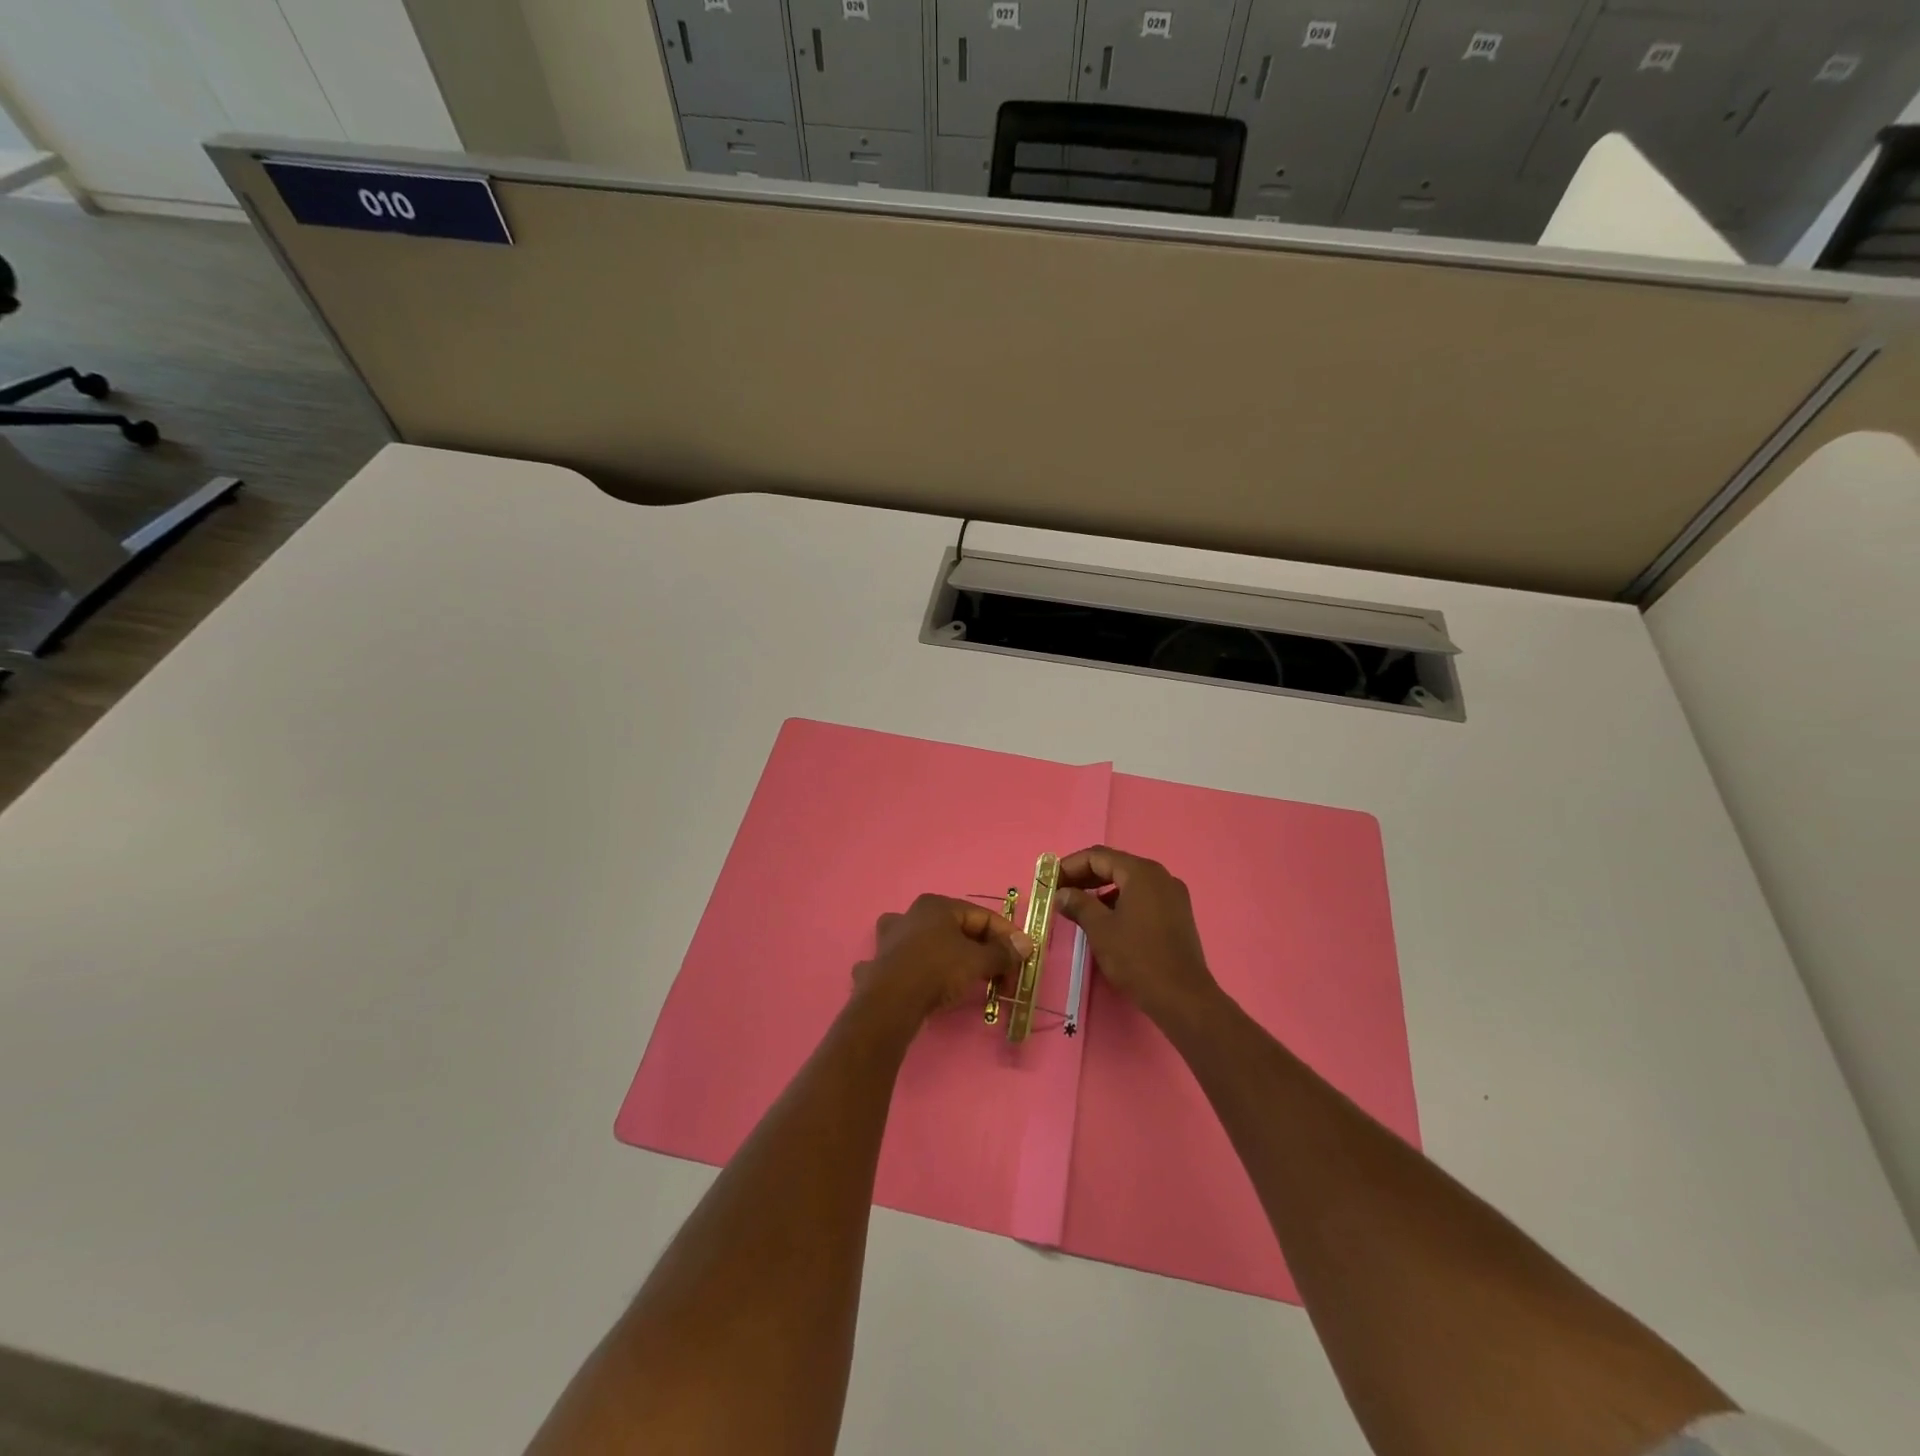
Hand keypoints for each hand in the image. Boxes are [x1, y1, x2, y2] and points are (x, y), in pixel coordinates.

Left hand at [853, 894, 1032, 1022]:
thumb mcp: (977, 961)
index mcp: (936, 905)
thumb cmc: (937, 970)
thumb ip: (1002, 952)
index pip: (982, 916)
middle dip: (983, 952)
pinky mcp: (879, 963)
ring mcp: (890, 938)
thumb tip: (1025, 944)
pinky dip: (919, 970)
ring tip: (964, 977)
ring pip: (929, 942)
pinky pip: (906, 962)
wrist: (891, 1002)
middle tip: (1001, 976)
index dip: (1006, 936)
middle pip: (958, 929)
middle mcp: (911, 914)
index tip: (1022, 957)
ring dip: (949, 956)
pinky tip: (922, 983)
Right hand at [1056, 847, 1220, 1025]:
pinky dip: (1120, 900)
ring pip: (1129, 881)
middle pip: (1114, 865)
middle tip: (1059, 892)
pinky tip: (1106, 918)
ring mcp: (1172, 894)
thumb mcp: (1101, 929)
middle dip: (1084, 876)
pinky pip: (1142, 896)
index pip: (1097, 856)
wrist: (1183, 998)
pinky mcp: (1177, 913)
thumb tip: (1061, 893)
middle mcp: (1160, 875)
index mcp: (1141, 872)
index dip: (1069, 865)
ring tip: (1079, 906)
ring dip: (1101, 889)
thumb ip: (1078, 904)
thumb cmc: (1138, 958)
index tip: (1049, 881)